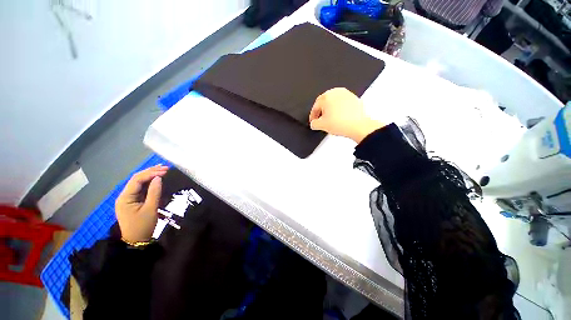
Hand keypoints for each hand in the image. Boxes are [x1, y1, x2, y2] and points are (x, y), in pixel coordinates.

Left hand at [115, 165, 167, 242]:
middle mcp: (124, 195)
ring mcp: (128, 198)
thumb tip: (159, 178)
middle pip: (136, 179)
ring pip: (139, 183)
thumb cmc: (143, 226)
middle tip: (166, 168)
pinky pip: (141, 189)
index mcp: (125, 197)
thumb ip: (154, 192)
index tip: (165, 171)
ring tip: (162, 170)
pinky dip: (150, 182)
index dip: (151, 173)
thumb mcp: (150, 209)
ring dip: (150, 175)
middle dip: (150, 172)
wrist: (137, 241)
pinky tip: (157, 178)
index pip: (137, 180)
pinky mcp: (134, 201)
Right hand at [309, 88, 382, 142]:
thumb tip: (314, 123)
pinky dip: (339, 109)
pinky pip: (342, 103)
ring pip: (334, 102)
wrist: (358, 126)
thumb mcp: (322, 126)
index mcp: (326, 97)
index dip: (313, 115)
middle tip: (320, 120)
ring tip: (331, 119)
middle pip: (324, 102)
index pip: (315, 107)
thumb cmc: (342, 123)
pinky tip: (339, 118)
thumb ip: (314, 124)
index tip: (313, 121)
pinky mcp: (354, 98)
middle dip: (321, 111)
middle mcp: (336, 92)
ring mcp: (346, 94)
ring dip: (330, 110)